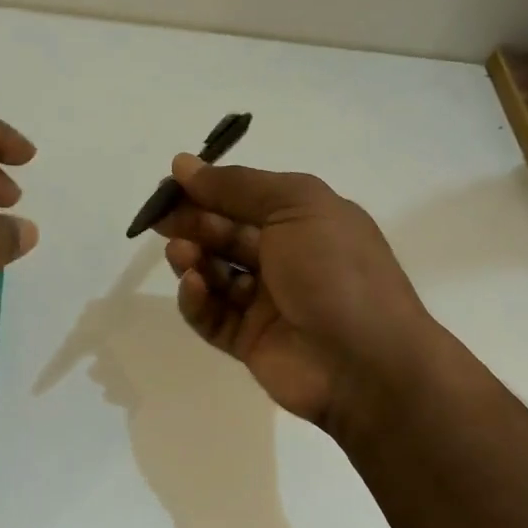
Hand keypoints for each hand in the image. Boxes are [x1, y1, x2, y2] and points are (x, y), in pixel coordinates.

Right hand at [156, 156, 438, 427]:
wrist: (365, 362)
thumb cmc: (336, 271)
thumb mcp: (296, 206)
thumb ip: (238, 186)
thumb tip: (184, 165)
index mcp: (306, 221)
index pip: (247, 198)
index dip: (209, 190)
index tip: (171, 184)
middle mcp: (286, 258)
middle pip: (226, 235)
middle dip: (193, 224)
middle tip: (161, 221)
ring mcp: (267, 303)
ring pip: (216, 275)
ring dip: (193, 260)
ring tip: (181, 255)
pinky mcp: (249, 341)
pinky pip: (213, 316)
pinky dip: (198, 300)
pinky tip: (195, 287)